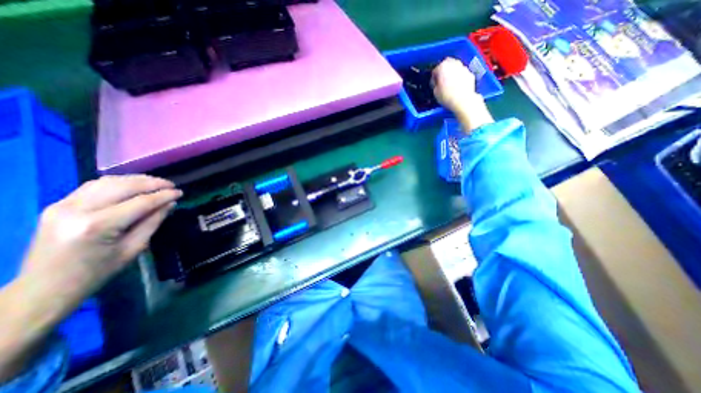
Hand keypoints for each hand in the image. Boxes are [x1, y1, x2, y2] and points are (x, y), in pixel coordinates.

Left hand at [20, 175, 181, 309]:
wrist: (45, 287)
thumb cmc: (97, 272)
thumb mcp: (134, 248)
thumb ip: (153, 222)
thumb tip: (170, 204)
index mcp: (98, 225)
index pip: (141, 202)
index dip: (164, 195)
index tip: (181, 192)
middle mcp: (77, 210)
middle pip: (124, 186)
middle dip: (152, 183)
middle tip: (172, 185)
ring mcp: (62, 205)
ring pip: (108, 182)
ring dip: (136, 180)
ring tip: (156, 183)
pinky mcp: (57, 205)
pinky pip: (94, 186)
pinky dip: (118, 182)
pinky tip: (133, 185)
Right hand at [431, 57, 493, 132]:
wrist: (466, 104)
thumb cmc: (448, 99)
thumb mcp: (436, 92)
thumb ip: (436, 84)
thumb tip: (437, 82)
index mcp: (446, 67)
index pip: (438, 67)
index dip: (435, 75)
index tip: (433, 84)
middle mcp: (457, 65)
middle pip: (449, 64)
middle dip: (444, 72)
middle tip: (441, 83)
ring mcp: (466, 70)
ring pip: (457, 68)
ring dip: (452, 74)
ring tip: (450, 86)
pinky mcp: (472, 76)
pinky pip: (463, 74)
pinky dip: (460, 78)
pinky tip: (458, 88)